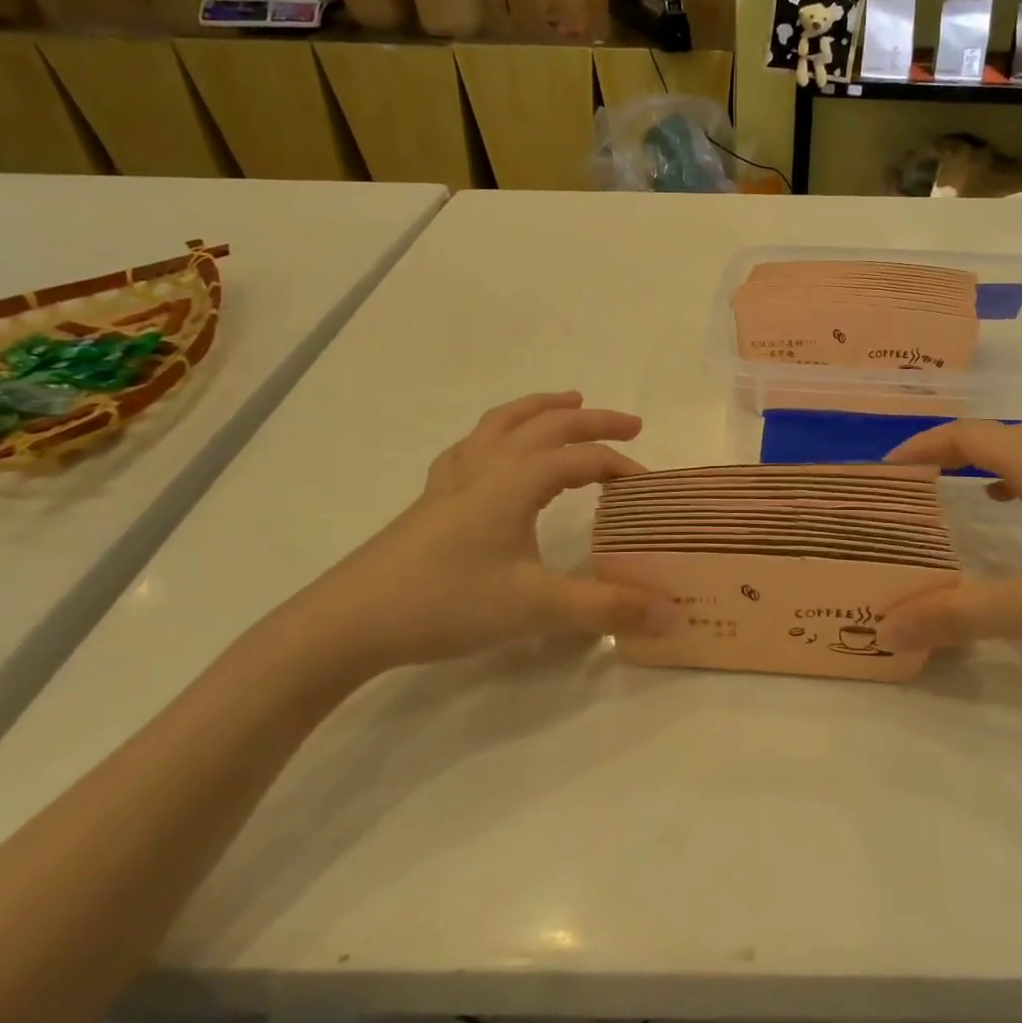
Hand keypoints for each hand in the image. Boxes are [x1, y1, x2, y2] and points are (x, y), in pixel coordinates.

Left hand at [279, 392, 671, 675]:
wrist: (350, 621)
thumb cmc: (447, 603)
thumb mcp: (536, 609)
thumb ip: (607, 608)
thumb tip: (671, 613)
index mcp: (518, 479)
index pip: (585, 460)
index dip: (623, 468)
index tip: (651, 490)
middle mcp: (488, 465)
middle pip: (549, 424)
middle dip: (594, 421)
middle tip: (630, 424)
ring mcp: (454, 478)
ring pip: (504, 422)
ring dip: (542, 408)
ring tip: (568, 401)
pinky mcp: (432, 498)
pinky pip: (473, 445)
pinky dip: (498, 433)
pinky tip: (496, 450)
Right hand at [883, 421, 1021, 673]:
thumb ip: (956, 615)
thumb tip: (886, 627)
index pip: (971, 436)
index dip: (924, 445)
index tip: (887, 470)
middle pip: (999, 436)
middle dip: (950, 449)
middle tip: (915, 479)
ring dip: (985, 462)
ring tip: (952, 490)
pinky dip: (1017, 482)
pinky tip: (1013, 515)